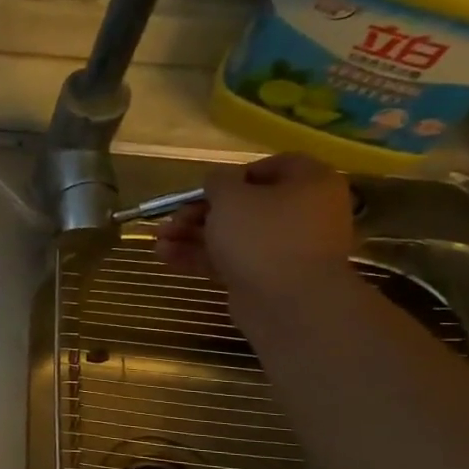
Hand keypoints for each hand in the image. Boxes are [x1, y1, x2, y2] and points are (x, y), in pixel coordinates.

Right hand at [157, 153, 356, 311]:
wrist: (288, 302)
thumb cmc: (262, 235)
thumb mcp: (230, 197)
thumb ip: (218, 181)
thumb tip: (218, 181)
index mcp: (310, 183)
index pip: (272, 166)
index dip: (233, 175)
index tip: (205, 188)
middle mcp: (304, 213)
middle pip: (246, 205)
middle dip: (200, 212)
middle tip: (172, 219)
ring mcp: (286, 248)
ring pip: (234, 235)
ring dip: (192, 236)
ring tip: (158, 241)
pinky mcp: (267, 277)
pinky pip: (232, 260)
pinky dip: (201, 257)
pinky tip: (165, 257)